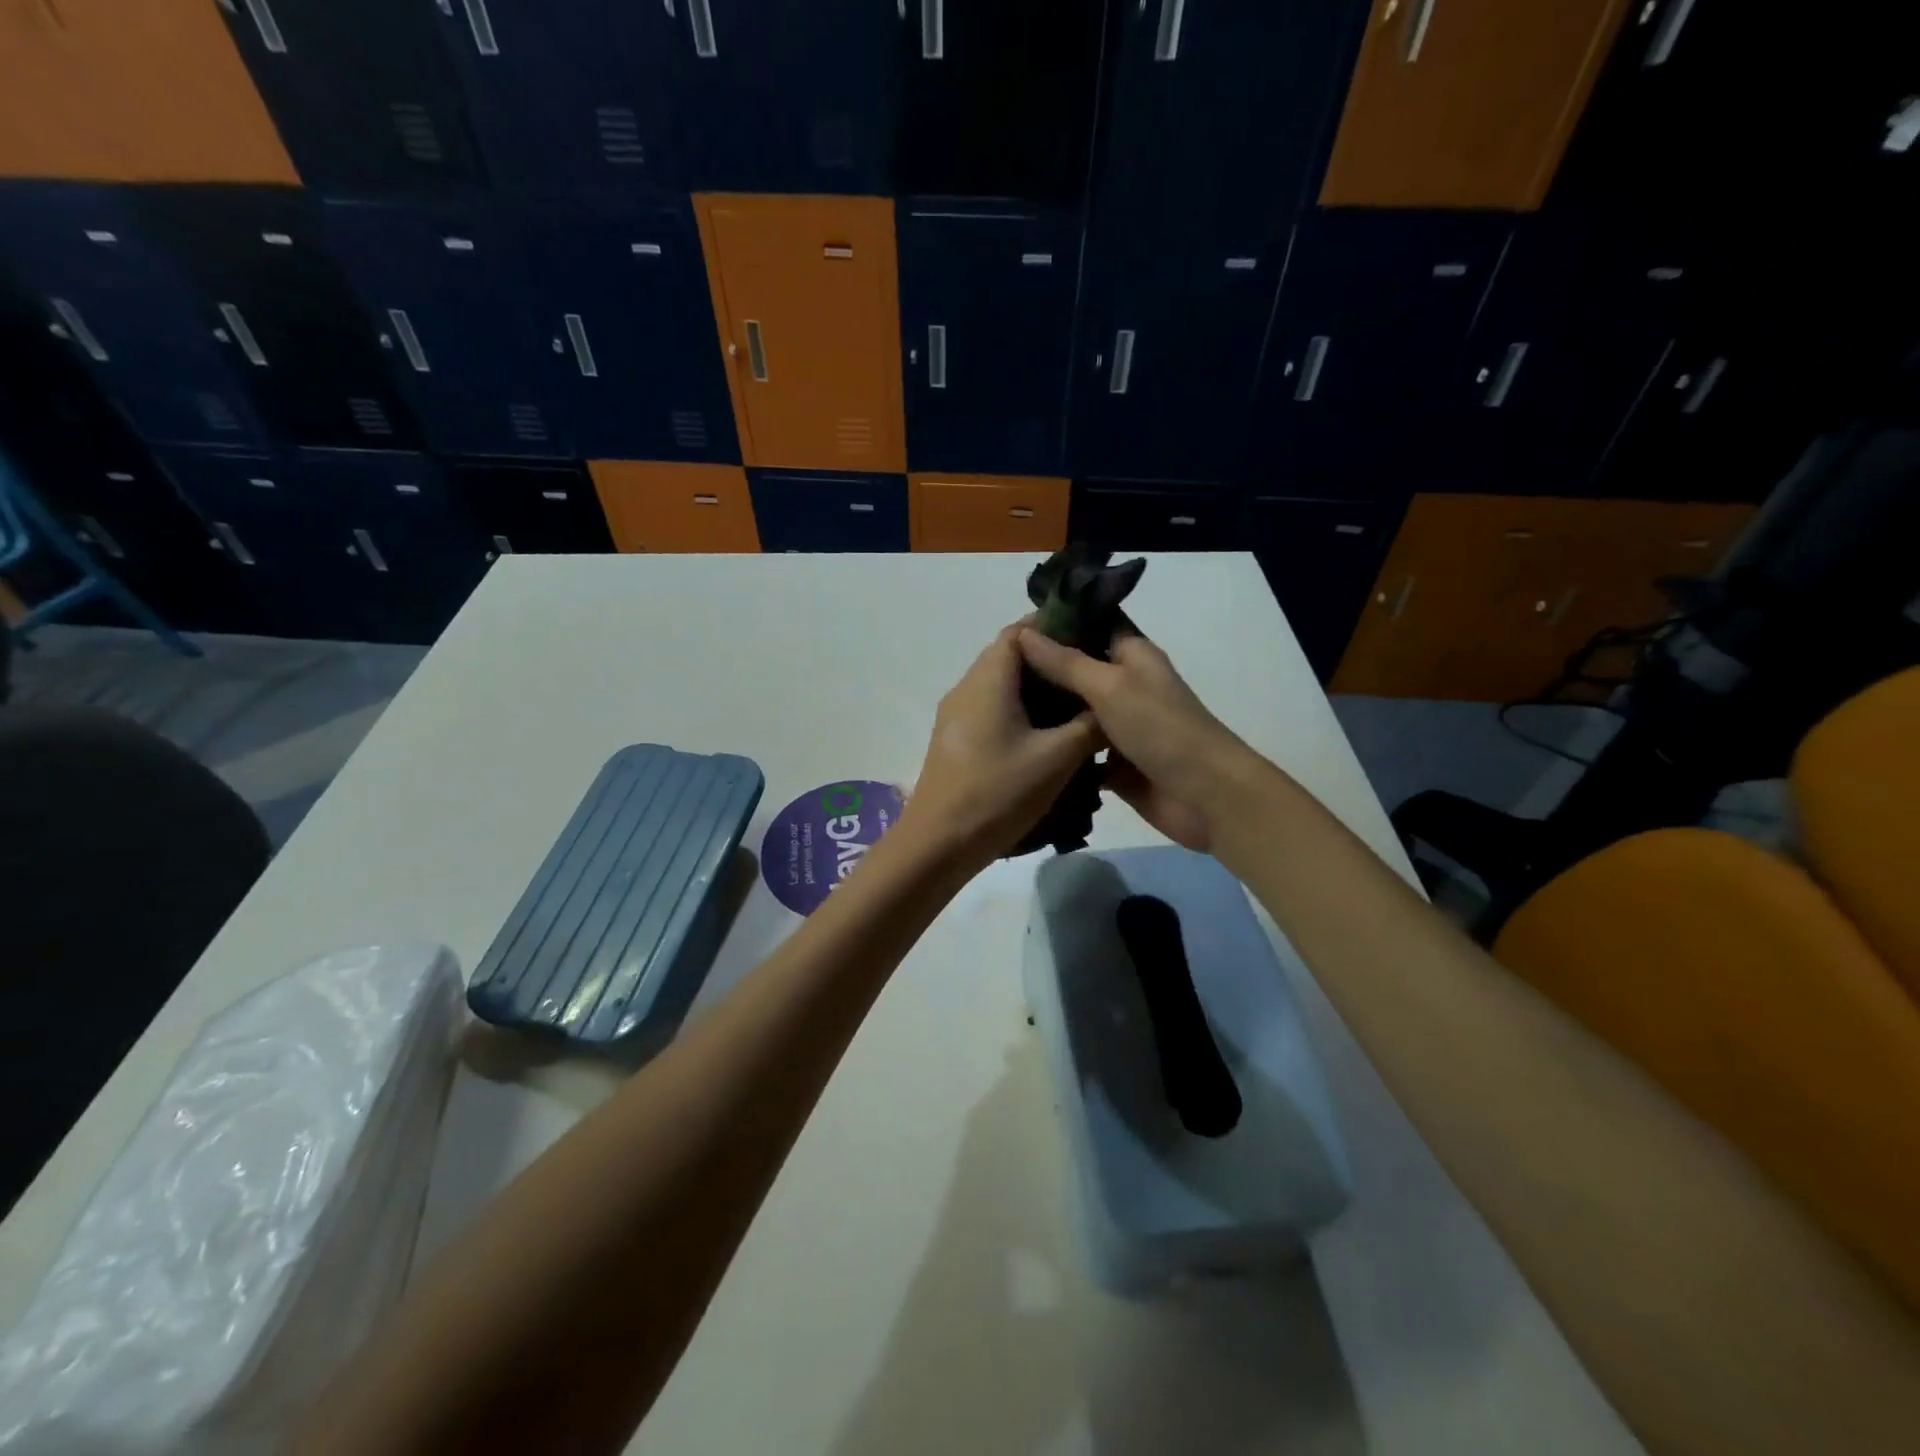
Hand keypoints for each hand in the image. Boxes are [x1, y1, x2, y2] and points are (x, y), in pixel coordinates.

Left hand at [895, 625, 1103, 870]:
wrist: (939, 843)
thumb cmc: (998, 792)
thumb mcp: (1057, 758)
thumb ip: (1089, 725)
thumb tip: (1108, 706)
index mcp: (987, 679)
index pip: (1019, 631)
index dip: (1054, 628)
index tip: (1090, 640)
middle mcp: (966, 688)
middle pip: (1009, 657)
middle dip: (1049, 663)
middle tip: (1089, 678)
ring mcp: (955, 716)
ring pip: (1000, 686)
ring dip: (1035, 691)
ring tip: (1075, 708)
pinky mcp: (954, 741)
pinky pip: (990, 711)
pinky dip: (1019, 712)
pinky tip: (1045, 737)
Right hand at [1016, 628, 1251, 852]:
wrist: (1205, 796)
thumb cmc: (1161, 729)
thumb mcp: (1110, 686)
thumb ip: (1066, 663)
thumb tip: (1023, 634)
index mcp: (1132, 656)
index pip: (1093, 625)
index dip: (1058, 622)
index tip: (1014, 625)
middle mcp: (1125, 686)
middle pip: (1078, 671)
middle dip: (1042, 670)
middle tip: (994, 668)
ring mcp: (1119, 727)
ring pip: (1075, 713)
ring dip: (1046, 711)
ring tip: (996, 704)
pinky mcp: (1114, 764)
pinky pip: (1078, 751)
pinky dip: (1057, 750)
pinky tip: (1019, 747)